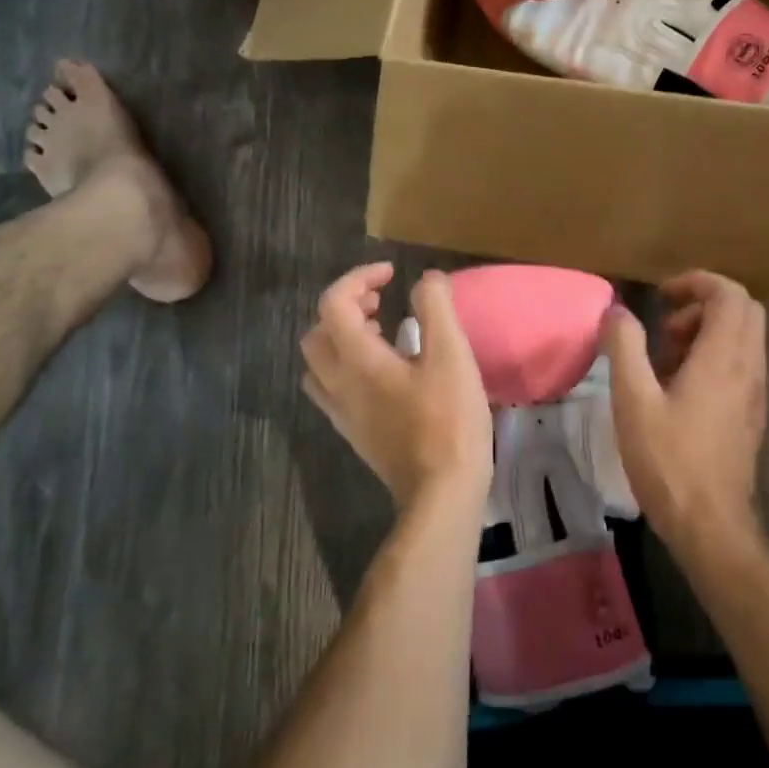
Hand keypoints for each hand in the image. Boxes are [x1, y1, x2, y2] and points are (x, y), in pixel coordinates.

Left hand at [300, 263, 492, 508]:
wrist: (440, 492)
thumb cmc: (448, 419)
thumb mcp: (452, 355)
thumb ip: (436, 308)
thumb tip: (426, 279)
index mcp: (357, 359)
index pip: (334, 302)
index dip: (360, 278)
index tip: (393, 275)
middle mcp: (338, 382)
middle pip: (317, 332)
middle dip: (346, 307)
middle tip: (382, 304)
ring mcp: (341, 411)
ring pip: (319, 363)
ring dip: (342, 338)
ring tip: (381, 335)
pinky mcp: (353, 432)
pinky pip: (331, 388)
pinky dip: (346, 366)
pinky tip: (382, 374)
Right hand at [599, 270, 767, 550]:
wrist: (711, 525)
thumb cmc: (669, 460)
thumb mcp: (633, 401)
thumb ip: (625, 347)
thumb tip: (617, 311)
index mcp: (723, 358)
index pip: (729, 294)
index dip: (696, 282)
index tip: (661, 297)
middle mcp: (748, 368)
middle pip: (743, 310)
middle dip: (702, 305)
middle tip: (664, 328)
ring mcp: (755, 392)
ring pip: (743, 338)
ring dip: (706, 333)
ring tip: (664, 361)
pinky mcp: (752, 413)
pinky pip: (740, 364)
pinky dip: (713, 357)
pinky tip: (678, 390)